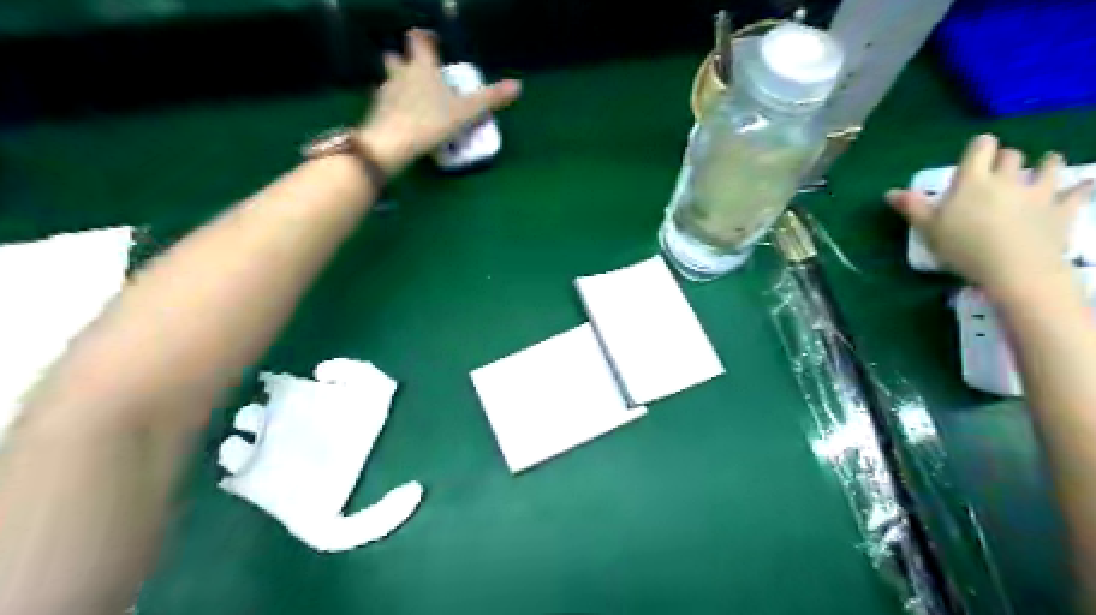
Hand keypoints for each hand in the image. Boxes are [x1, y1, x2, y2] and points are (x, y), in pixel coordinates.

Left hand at [355, 29, 519, 175]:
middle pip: (395, 57)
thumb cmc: (430, 121)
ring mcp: (385, 93)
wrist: (392, 143)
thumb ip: (490, 98)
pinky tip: (404, 120)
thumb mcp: (466, 112)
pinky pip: (385, 104)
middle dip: (404, 61)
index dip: (425, 38)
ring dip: (398, 84)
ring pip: (389, 80)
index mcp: (421, 67)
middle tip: (420, 73)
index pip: (419, 41)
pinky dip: (394, 107)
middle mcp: (400, 74)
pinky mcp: (377, 113)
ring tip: (414, 100)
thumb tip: (518, 86)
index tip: (432, 41)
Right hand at [885, 132, 1090, 296]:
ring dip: (1046, 164)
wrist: (1015, 268)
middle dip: (1005, 159)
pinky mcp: (1062, 209)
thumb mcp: (928, 229)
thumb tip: (890, 193)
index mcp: (972, 180)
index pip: (980, 146)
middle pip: (1011, 155)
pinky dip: (1081, 187)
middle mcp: (1007, 178)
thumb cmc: (963, 247)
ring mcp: (1039, 191)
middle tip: (998, 173)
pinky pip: (1078, 191)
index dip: (978, 148)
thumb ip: (912, 207)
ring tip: (1043, 169)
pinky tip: (1085, 185)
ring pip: (1049, 165)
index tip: (974, 157)